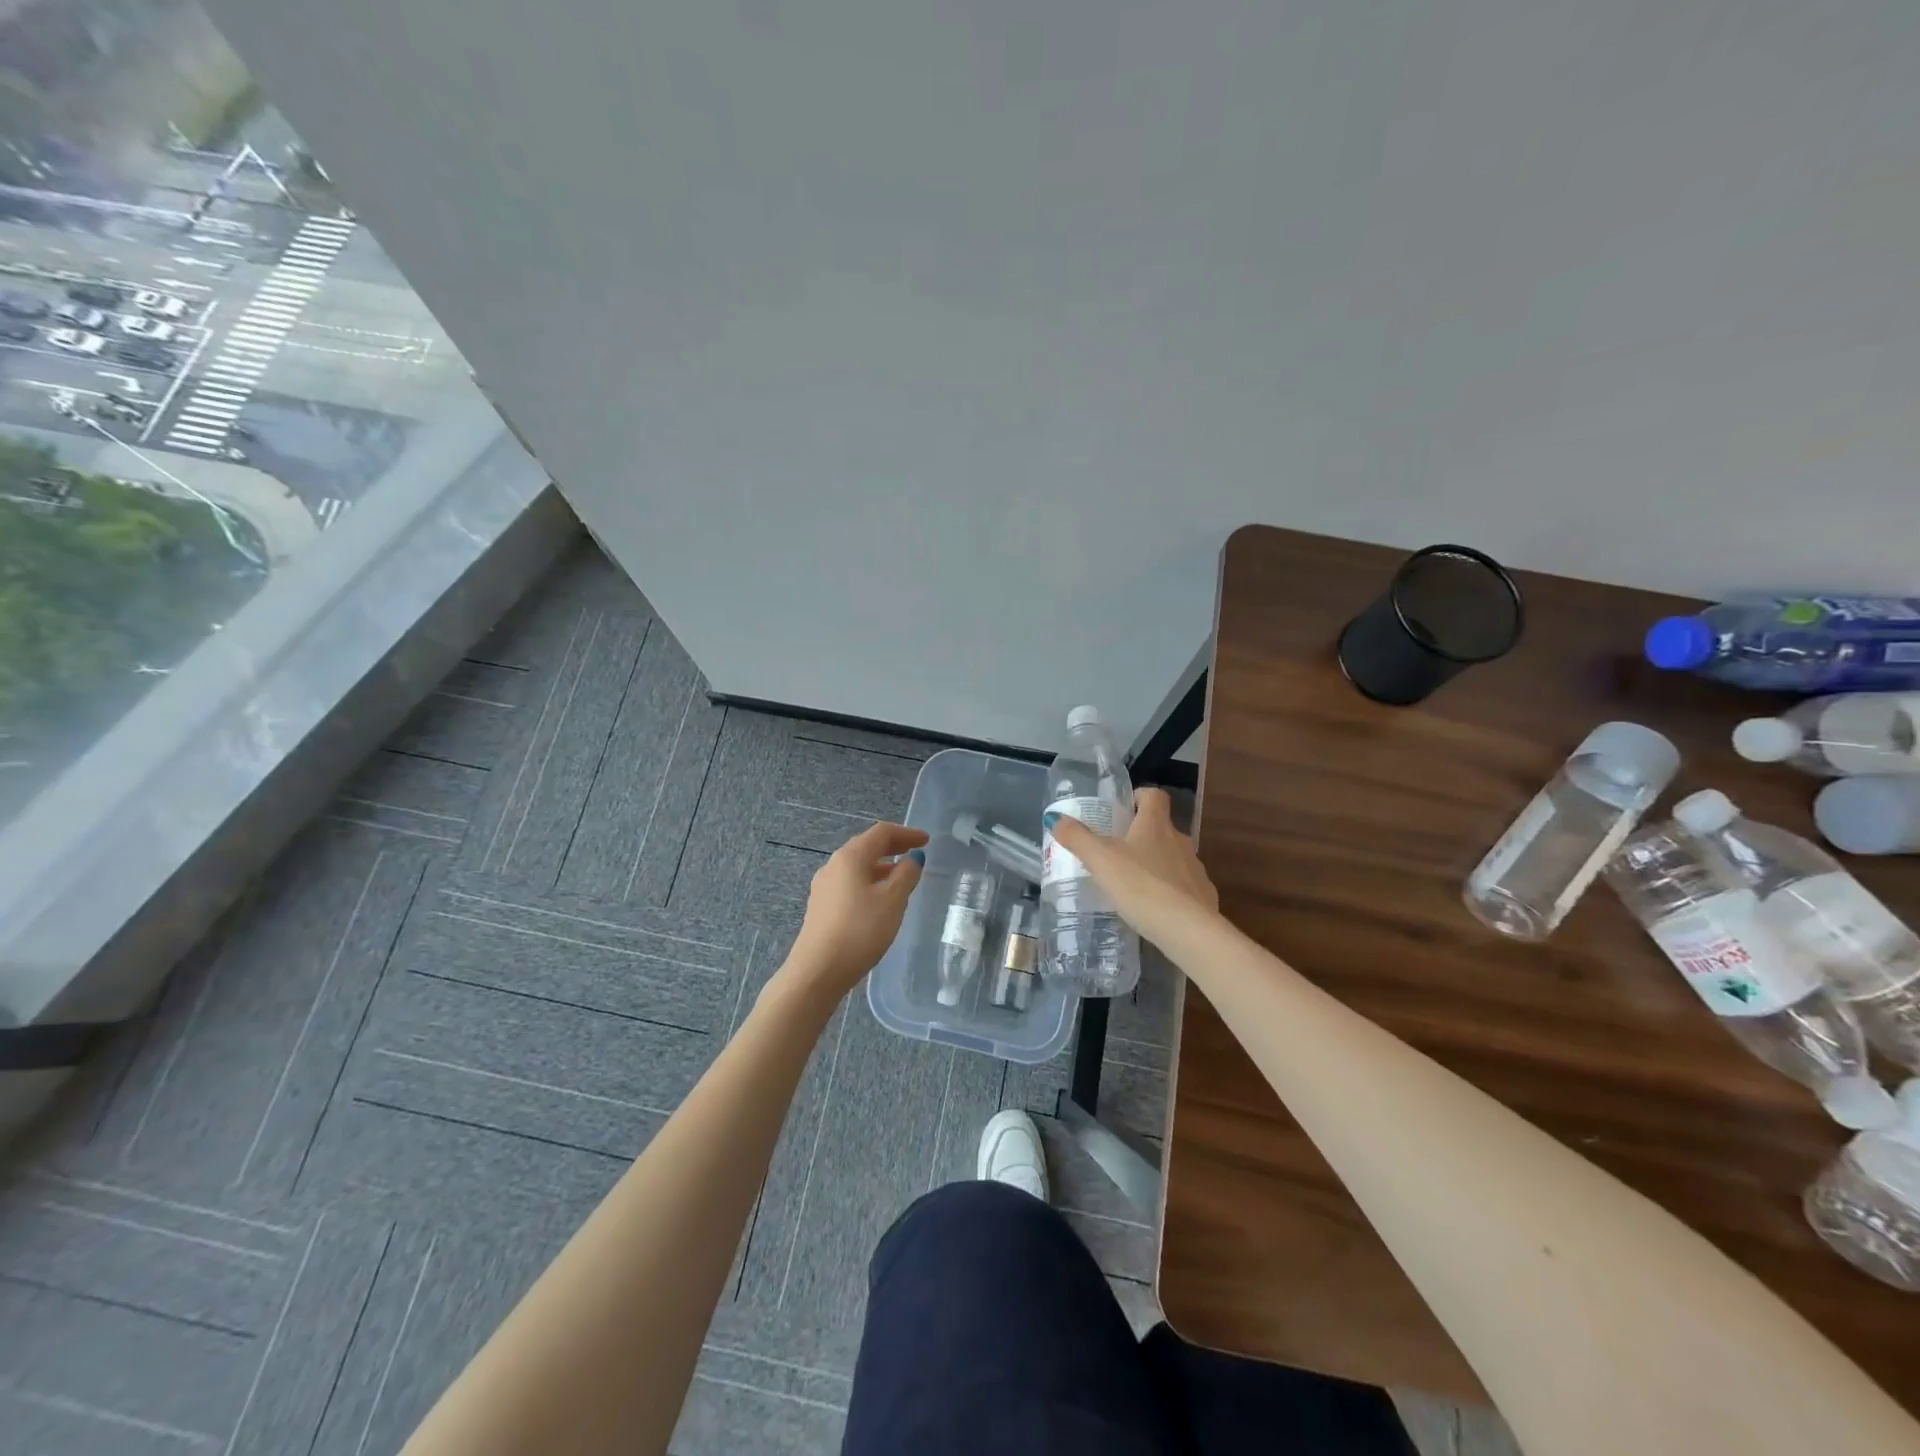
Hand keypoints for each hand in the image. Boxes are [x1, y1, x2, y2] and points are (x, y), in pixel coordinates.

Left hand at [783, 822, 928, 998]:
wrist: (818, 971)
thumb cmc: (860, 931)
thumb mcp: (892, 901)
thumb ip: (906, 875)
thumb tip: (913, 859)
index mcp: (850, 857)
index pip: (881, 833)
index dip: (906, 833)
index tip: (927, 840)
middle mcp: (833, 865)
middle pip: (867, 847)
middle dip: (893, 847)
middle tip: (916, 852)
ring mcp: (824, 887)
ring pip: (858, 867)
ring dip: (881, 866)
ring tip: (902, 877)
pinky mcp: (821, 907)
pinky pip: (850, 884)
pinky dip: (870, 882)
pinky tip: (880, 899)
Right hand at [1048, 788, 1217, 945]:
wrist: (1188, 930)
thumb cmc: (1141, 886)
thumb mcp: (1101, 861)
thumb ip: (1077, 838)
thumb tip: (1055, 818)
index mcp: (1155, 825)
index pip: (1154, 795)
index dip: (1140, 796)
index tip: (1124, 808)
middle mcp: (1179, 841)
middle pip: (1162, 827)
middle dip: (1142, 835)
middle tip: (1117, 851)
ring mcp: (1195, 869)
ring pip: (1173, 857)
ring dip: (1156, 864)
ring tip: (1132, 883)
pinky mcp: (1203, 895)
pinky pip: (1184, 886)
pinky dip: (1169, 891)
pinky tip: (1153, 909)